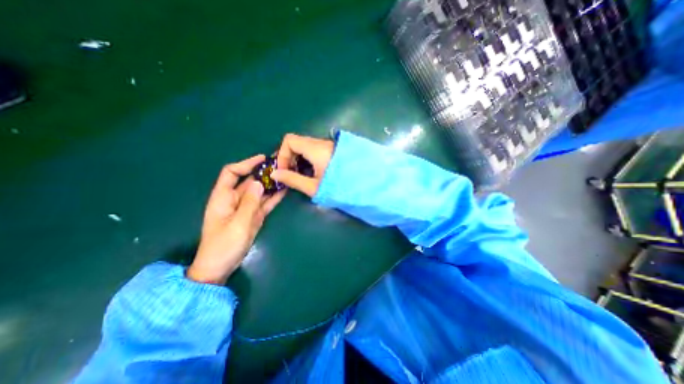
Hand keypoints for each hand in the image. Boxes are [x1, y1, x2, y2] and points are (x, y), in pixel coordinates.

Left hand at [185, 155, 285, 284]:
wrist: (221, 267)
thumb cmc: (223, 245)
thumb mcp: (238, 224)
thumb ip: (250, 203)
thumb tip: (259, 182)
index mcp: (223, 197)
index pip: (232, 173)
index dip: (246, 164)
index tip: (263, 159)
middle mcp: (234, 199)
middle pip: (249, 181)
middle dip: (264, 173)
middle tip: (281, 166)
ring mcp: (246, 208)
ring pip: (259, 192)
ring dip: (271, 184)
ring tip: (286, 176)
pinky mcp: (254, 216)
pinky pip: (265, 203)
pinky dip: (273, 197)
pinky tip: (284, 190)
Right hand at [274, 134, 335, 195]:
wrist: (364, 186)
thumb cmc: (338, 187)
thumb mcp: (313, 186)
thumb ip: (293, 179)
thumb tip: (274, 174)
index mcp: (316, 149)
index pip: (290, 140)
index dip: (282, 154)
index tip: (284, 170)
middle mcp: (322, 143)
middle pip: (298, 142)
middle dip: (289, 157)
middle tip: (290, 173)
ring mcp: (329, 146)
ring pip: (306, 146)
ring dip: (299, 158)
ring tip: (300, 175)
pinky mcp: (333, 150)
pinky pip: (315, 149)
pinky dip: (308, 158)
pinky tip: (311, 171)